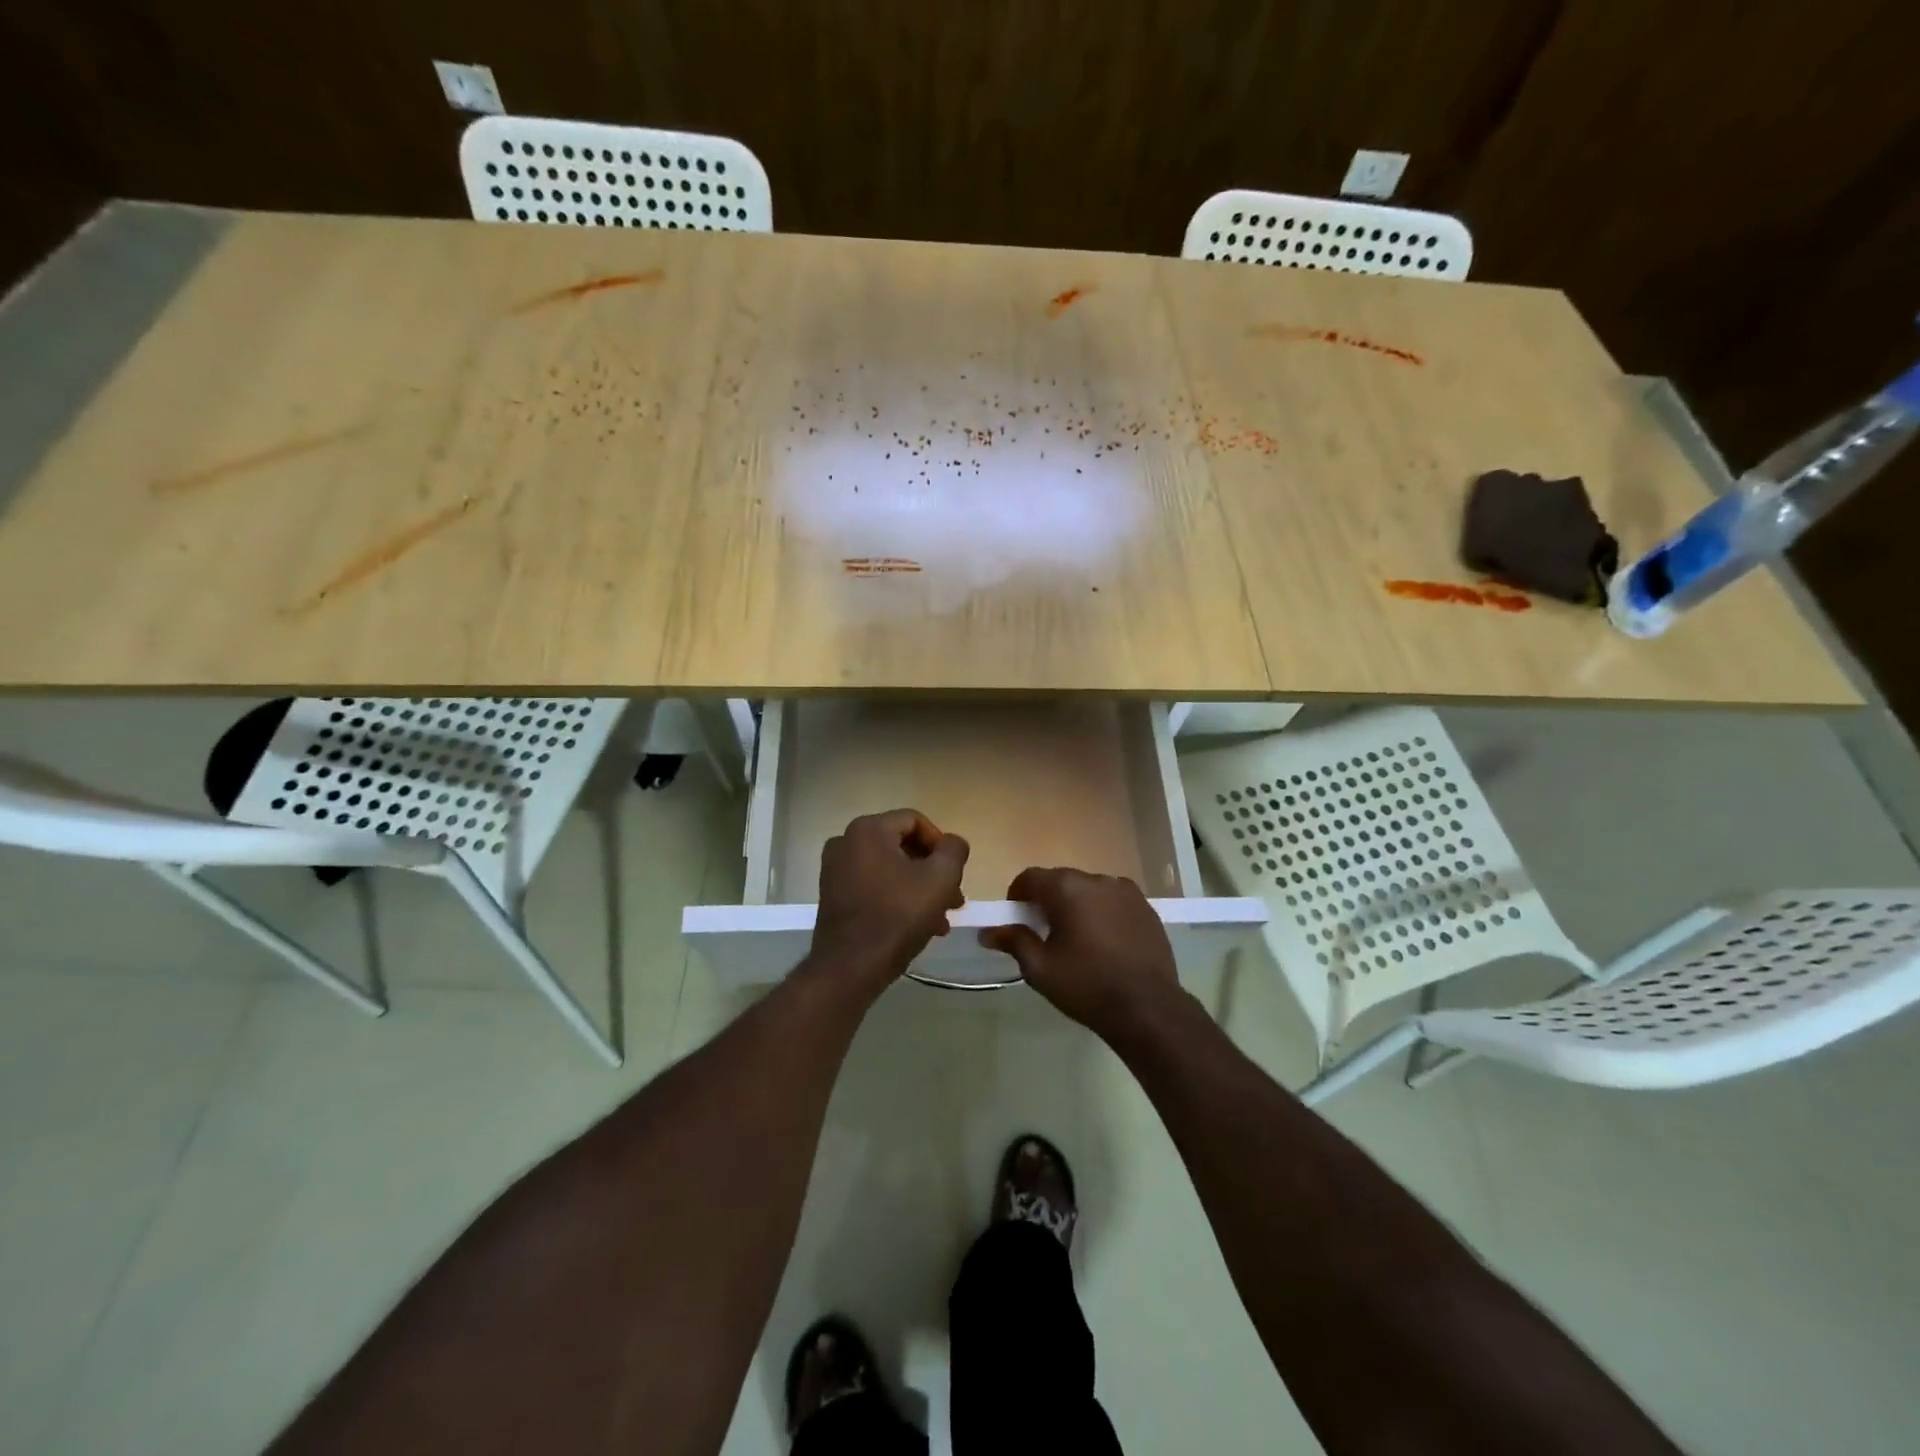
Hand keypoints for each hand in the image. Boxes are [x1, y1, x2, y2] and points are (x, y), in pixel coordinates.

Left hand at [808, 809, 969, 998]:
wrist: (849, 968)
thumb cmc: (897, 916)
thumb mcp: (940, 878)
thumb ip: (954, 850)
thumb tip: (952, 843)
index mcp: (868, 829)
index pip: (915, 821)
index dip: (941, 844)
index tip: (955, 873)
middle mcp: (846, 841)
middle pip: (902, 846)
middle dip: (932, 871)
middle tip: (954, 899)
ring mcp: (835, 869)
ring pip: (890, 869)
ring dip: (919, 889)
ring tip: (941, 919)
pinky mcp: (832, 895)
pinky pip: (873, 885)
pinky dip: (897, 898)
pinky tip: (918, 926)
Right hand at [980, 868, 1181, 1039]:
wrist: (1148, 1008)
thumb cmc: (1087, 985)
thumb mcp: (1040, 969)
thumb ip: (1014, 942)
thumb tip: (988, 932)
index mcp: (1068, 888)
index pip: (1030, 877)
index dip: (1017, 896)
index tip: (1015, 920)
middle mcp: (1097, 880)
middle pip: (1061, 880)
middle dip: (1047, 900)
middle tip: (1043, 932)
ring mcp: (1126, 891)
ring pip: (1089, 889)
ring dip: (1076, 904)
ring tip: (1077, 938)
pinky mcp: (1147, 907)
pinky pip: (1113, 901)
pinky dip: (1102, 912)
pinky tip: (1105, 942)